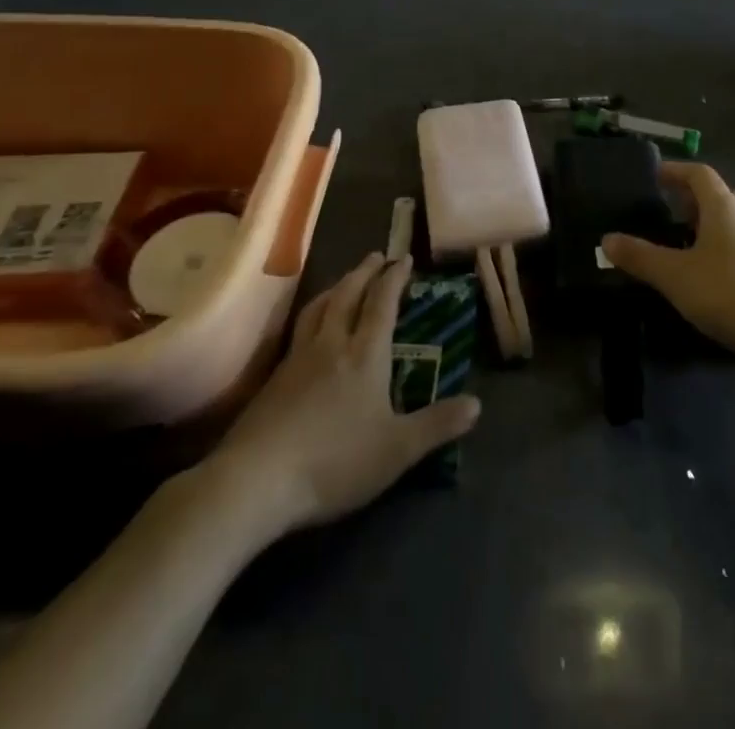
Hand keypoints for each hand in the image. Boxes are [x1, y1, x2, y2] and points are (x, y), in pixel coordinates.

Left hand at [211, 254, 480, 535]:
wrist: (258, 479)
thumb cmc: (335, 461)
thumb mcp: (397, 449)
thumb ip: (437, 425)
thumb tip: (477, 404)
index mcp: (365, 354)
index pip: (382, 304)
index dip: (394, 279)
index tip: (404, 258)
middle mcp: (332, 344)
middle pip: (348, 295)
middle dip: (365, 273)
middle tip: (375, 256)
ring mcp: (298, 358)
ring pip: (319, 307)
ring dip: (336, 287)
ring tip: (345, 280)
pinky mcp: (274, 378)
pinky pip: (299, 329)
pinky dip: (313, 314)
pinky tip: (310, 328)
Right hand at [603, 162, 734, 369]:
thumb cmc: (730, 294)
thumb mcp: (675, 276)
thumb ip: (640, 256)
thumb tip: (606, 239)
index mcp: (723, 208)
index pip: (699, 174)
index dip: (676, 170)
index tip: (655, 176)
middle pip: (722, 196)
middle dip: (696, 199)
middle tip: (671, 211)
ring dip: (721, 226)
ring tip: (699, 243)